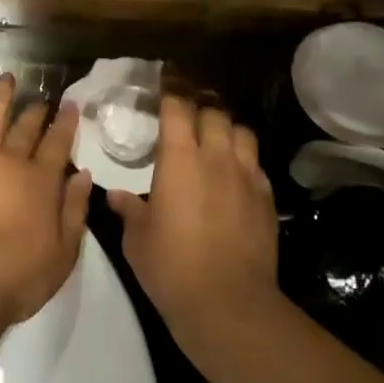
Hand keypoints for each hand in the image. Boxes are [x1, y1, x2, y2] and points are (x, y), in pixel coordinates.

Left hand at [0, 74, 92, 325]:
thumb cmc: (19, 276)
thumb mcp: (64, 252)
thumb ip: (75, 210)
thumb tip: (82, 175)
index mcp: (41, 180)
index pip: (59, 142)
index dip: (66, 121)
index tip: (70, 104)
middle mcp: (10, 162)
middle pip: (26, 127)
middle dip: (36, 110)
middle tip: (42, 98)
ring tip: (6, 79)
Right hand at [107, 98, 280, 369]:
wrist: (229, 304)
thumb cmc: (172, 267)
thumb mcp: (137, 239)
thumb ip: (129, 210)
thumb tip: (117, 196)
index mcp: (180, 159)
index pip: (178, 108)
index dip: (172, 89)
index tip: (166, 78)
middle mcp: (216, 157)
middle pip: (213, 113)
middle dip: (200, 107)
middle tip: (188, 112)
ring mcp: (246, 177)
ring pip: (241, 132)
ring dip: (227, 129)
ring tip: (216, 138)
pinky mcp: (266, 199)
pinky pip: (256, 165)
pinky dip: (245, 161)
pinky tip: (235, 176)